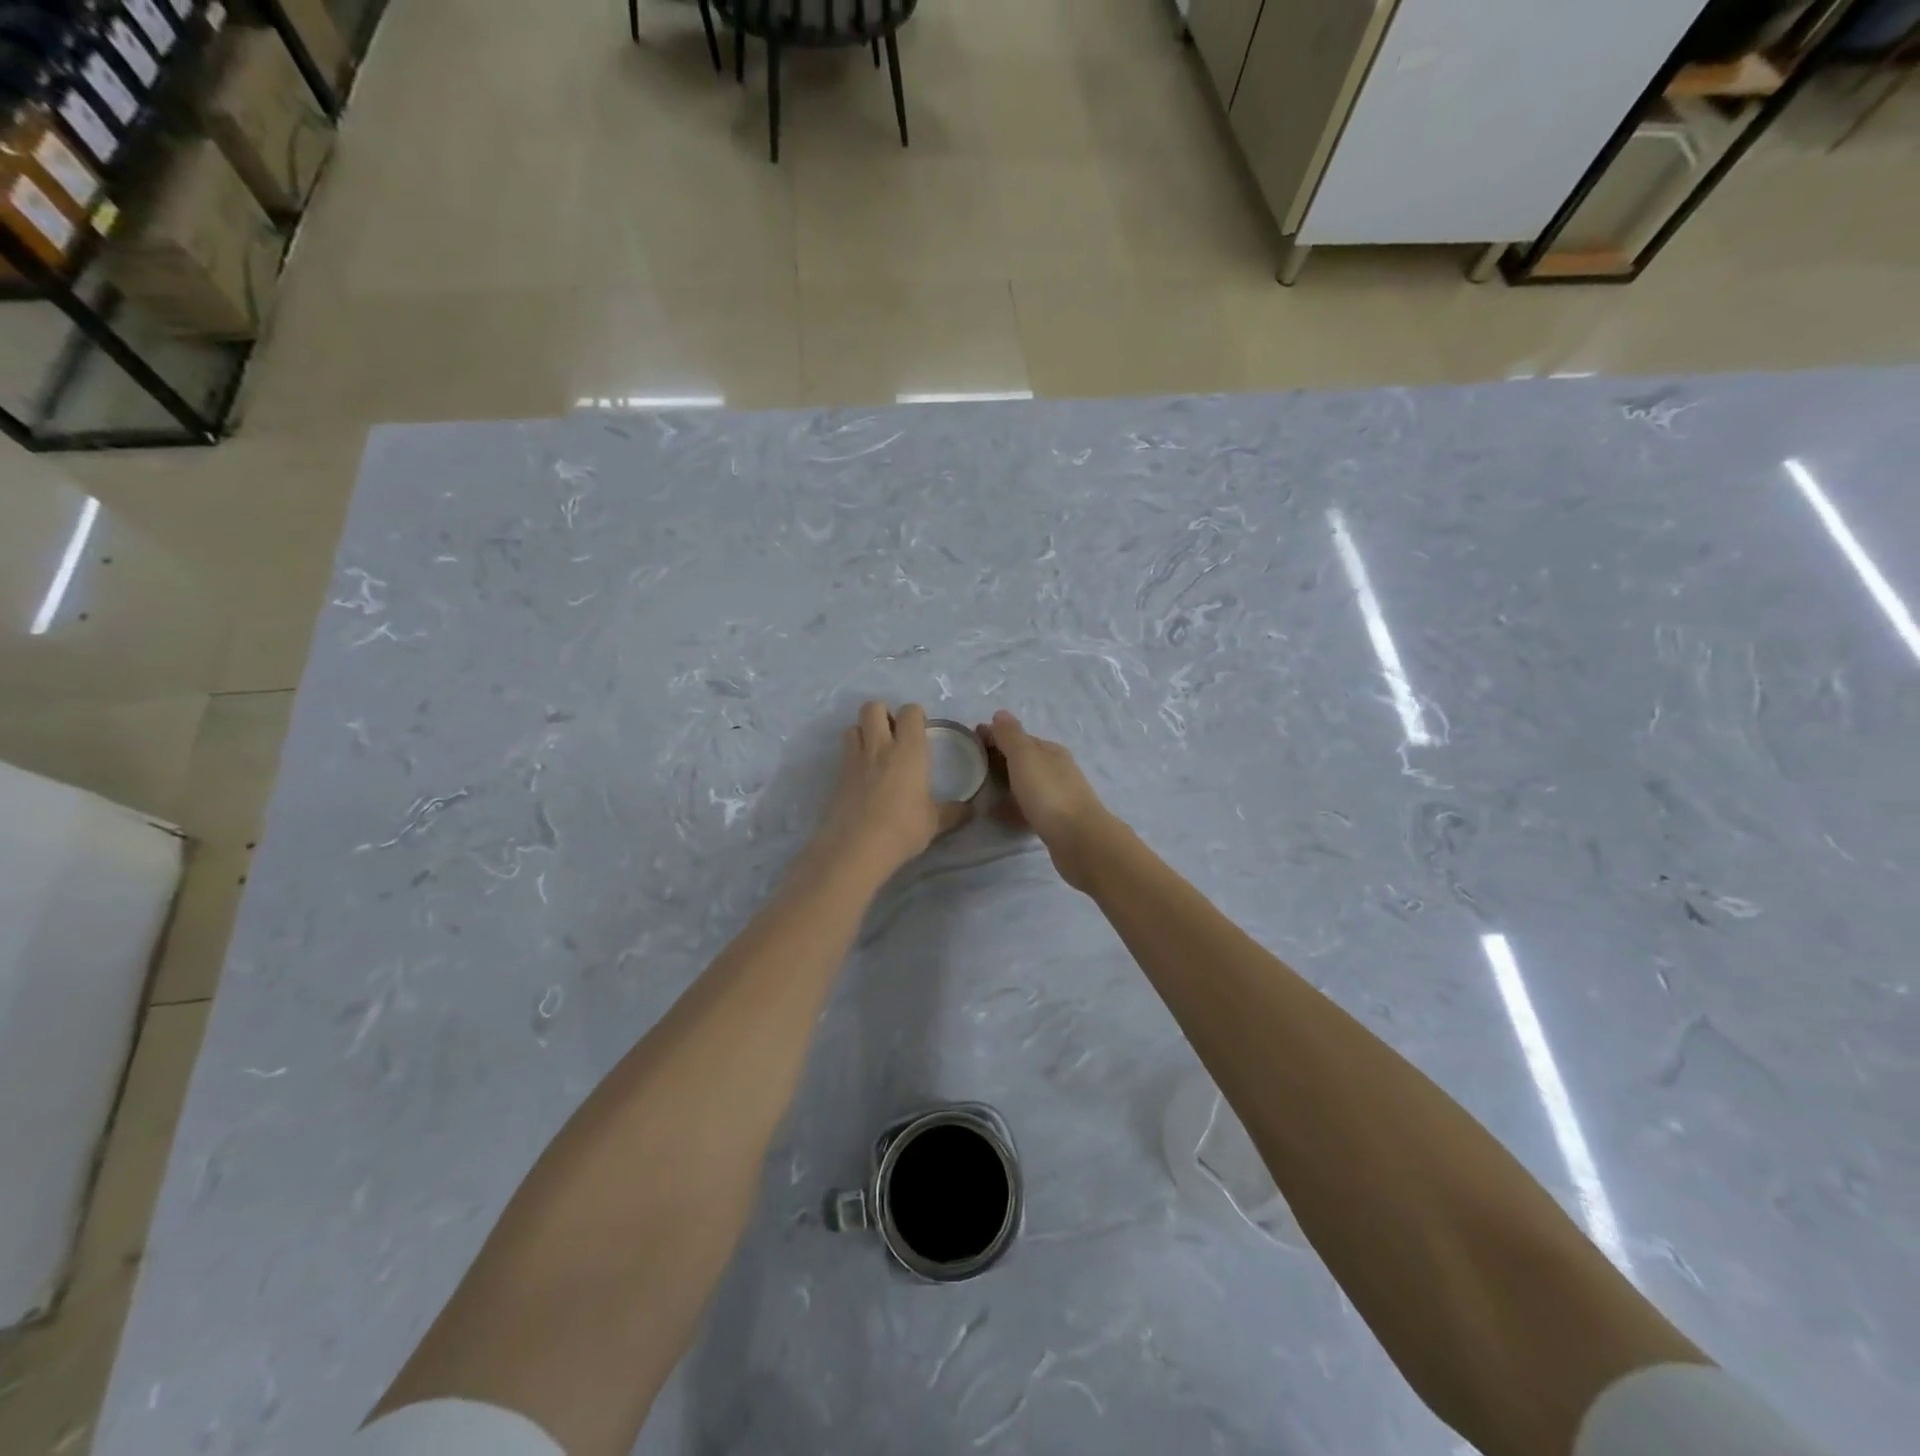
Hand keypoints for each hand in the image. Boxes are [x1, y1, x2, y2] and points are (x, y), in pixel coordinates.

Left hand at [814, 702, 971, 878]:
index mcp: (909, 751)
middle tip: (894, 735)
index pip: (910, 712)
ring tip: (875, 752)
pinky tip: (863, 777)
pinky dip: (853, 756)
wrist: (856, 848)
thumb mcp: (934, 823)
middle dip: (883, 713)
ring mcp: (854, 760)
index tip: (921, 730)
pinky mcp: (837, 776)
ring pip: (853, 726)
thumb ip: (952, 812)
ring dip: (864, 732)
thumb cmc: (902, 829)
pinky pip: (844, 753)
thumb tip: (970, 810)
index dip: (915, 715)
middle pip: (873, 707)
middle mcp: (880, 747)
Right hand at [977, 711, 1117, 890]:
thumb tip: (1000, 714)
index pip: (1019, 737)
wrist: (1079, 840)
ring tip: (979, 790)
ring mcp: (1057, 795)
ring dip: (1005, 783)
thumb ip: (1011, 736)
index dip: (994, 736)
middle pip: (1023, 760)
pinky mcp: (1055, 820)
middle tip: (969, 766)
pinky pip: (1027, 807)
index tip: (969, 741)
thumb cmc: (1049, 794)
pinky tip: (997, 813)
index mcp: (1050, 751)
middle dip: (998, 759)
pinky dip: (1012, 806)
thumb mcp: (1026, 758)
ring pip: (1025, 783)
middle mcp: (1056, 769)